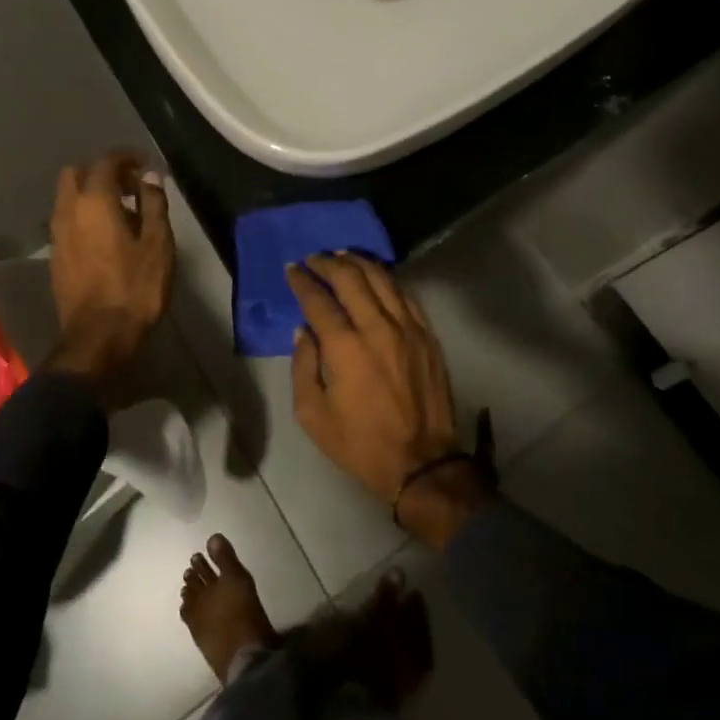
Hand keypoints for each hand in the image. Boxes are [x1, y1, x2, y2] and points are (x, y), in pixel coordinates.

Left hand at [45, 151, 173, 403]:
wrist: (98, 337)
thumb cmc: (135, 287)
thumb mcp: (158, 243)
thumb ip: (153, 203)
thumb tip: (150, 177)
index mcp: (94, 201)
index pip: (106, 162)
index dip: (127, 156)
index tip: (146, 164)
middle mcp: (69, 211)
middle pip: (76, 173)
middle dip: (102, 170)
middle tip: (130, 184)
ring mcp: (57, 234)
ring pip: (67, 196)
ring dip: (91, 192)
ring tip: (122, 209)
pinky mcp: (55, 255)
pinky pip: (66, 218)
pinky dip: (84, 213)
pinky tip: (106, 232)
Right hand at [288, 255, 488, 545]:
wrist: (422, 463)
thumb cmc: (361, 443)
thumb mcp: (314, 416)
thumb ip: (303, 367)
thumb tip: (303, 331)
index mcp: (346, 348)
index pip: (319, 300)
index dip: (302, 281)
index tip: (292, 269)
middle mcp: (377, 328)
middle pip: (351, 278)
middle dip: (328, 263)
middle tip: (314, 259)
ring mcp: (408, 328)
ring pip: (381, 278)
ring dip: (358, 262)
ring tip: (342, 256)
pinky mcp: (427, 334)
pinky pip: (405, 294)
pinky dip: (386, 279)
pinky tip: (375, 276)